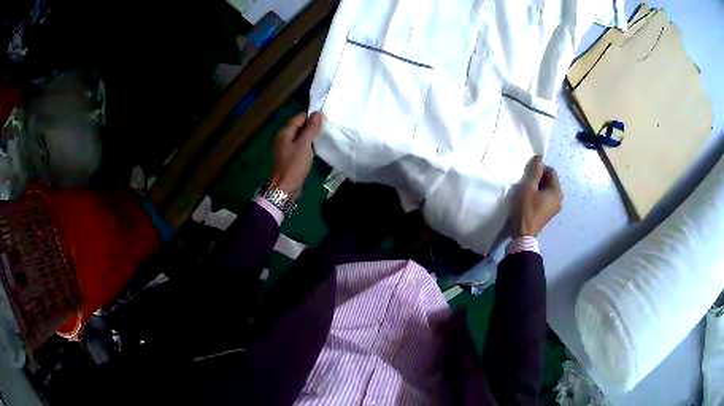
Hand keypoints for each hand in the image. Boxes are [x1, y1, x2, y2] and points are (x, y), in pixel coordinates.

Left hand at [269, 111, 322, 196]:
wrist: (286, 187)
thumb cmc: (294, 164)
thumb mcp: (304, 144)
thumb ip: (311, 128)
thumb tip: (317, 113)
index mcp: (284, 132)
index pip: (299, 118)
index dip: (311, 116)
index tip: (325, 118)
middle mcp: (284, 138)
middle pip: (299, 127)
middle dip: (312, 126)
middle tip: (327, 127)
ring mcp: (286, 148)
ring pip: (300, 137)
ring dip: (311, 136)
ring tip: (324, 136)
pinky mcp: (291, 157)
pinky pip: (300, 146)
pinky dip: (308, 145)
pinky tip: (317, 147)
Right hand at [512, 155, 562, 236]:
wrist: (523, 234)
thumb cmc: (526, 209)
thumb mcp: (528, 187)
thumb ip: (535, 171)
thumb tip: (539, 157)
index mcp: (556, 191)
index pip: (551, 171)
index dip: (539, 169)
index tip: (528, 175)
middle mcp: (559, 199)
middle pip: (550, 180)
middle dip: (539, 178)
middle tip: (526, 183)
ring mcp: (555, 207)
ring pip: (547, 189)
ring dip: (538, 187)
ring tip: (527, 192)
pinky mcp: (549, 213)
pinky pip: (546, 198)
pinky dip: (539, 196)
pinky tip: (529, 200)